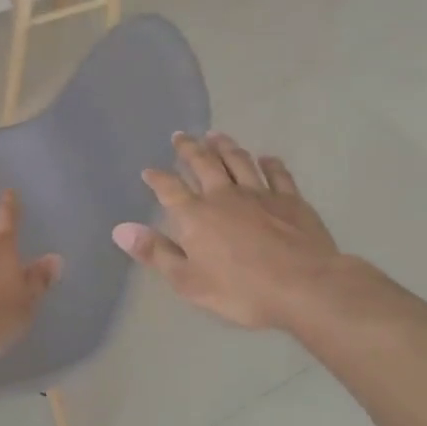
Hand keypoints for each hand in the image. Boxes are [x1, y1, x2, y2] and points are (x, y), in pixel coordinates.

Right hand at [112, 131, 346, 332]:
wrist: (305, 287)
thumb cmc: (241, 290)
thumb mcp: (188, 281)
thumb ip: (155, 252)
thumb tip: (121, 229)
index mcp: (195, 215)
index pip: (169, 189)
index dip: (157, 178)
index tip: (149, 170)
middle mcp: (224, 196)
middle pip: (203, 163)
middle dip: (189, 149)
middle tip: (181, 136)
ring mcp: (260, 194)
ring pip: (238, 161)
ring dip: (225, 147)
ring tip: (216, 135)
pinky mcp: (291, 200)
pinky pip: (278, 175)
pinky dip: (270, 164)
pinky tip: (266, 158)